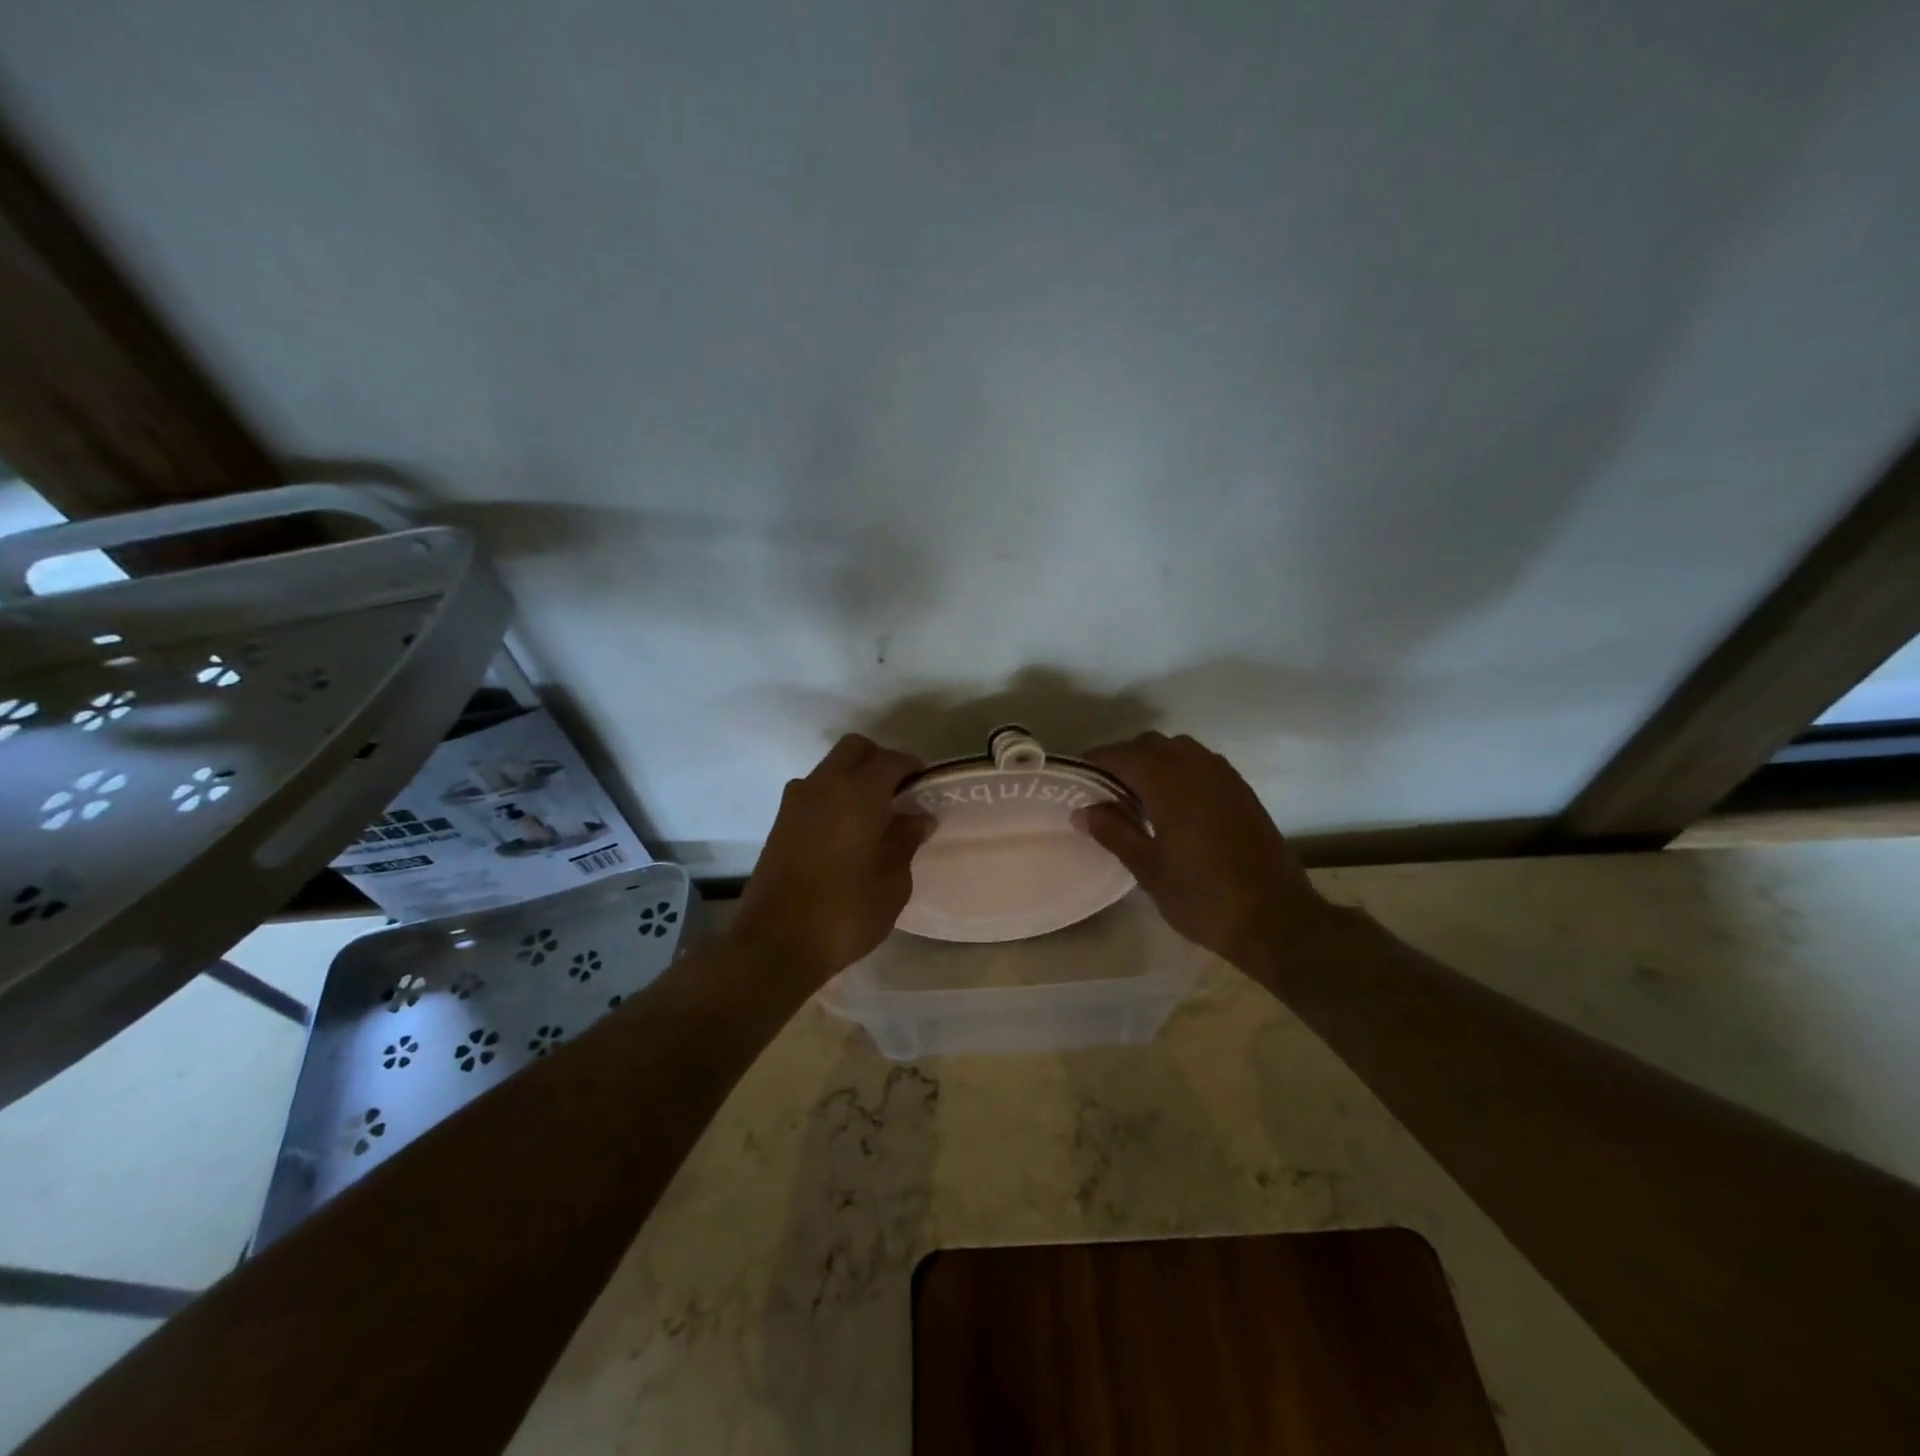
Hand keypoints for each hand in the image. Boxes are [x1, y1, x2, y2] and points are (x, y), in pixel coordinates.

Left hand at [732, 734, 929, 983]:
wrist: (774, 944)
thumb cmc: (844, 914)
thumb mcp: (891, 884)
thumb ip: (905, 842)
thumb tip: (916, 818)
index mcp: (857, 795)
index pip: (891, 761)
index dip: (912, 768)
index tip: (925, 788)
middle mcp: (823, 786)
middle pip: (855, 749)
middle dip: (880, 761)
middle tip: (899, 793)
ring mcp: (795, 802)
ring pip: (830, 768)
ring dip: (853, 778)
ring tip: (872, 816)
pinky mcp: (779, 822)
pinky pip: (813, 791)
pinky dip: (833, 797)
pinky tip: (846, 832)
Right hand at [1076, 732, 1332, 968]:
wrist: (1275, 919)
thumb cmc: (1203, 897)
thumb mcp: (1148, 869)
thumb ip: (1114, 832)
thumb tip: (1083, 810)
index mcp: (1170, 783)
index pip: (1123, 755)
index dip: (1097, 761)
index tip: (1079, 776)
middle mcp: (1198, 768)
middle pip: (1151, 744)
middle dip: (1125, 759)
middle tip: (1107, 790)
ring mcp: (1225, 778)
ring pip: (1180, 749)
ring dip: (1155, 761)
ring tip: (1141, 796)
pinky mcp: (1243, 792)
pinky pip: (1203, 763)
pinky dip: (1181, 770)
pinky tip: (1176, 805)